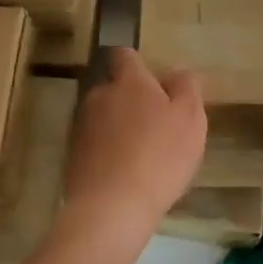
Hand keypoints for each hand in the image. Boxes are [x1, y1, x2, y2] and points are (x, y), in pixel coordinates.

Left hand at [63, 48, 206, 244]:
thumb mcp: (190, 119)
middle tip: (156, 125)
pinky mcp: (72, 155)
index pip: (126, 55)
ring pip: (104, 117)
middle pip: (114, 87)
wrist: (110, 208)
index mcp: (128, 81)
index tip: (155, 84)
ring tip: (141, 154)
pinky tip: (125, 174)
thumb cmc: (159, 156)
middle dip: (130, 100)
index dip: (139, 66)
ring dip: (119, 127)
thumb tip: (177, 74)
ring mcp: (81, 126)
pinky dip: (108, 152)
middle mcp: (99, 95)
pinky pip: (95, 144)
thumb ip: (186, 88)